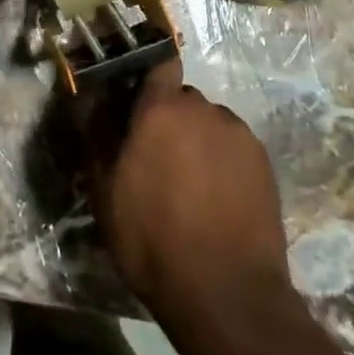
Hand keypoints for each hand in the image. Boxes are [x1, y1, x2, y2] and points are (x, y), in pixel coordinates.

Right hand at [93, 59, 297, 340]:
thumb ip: (97, 134)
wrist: (226, 293)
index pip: (159, 61)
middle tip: (155, 156)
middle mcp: (204, 109)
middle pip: (182, 98)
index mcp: (162, 108)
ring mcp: (239, 135)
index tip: (134, 96)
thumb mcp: (105, 191)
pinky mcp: (264, 163)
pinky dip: (222, 162)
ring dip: (196, 140)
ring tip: (189, 185)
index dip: (147, 74)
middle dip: (168, 117)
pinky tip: (215, 199)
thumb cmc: (152, 238)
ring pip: (209, 123)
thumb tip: (89, 96)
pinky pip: (234, 147)